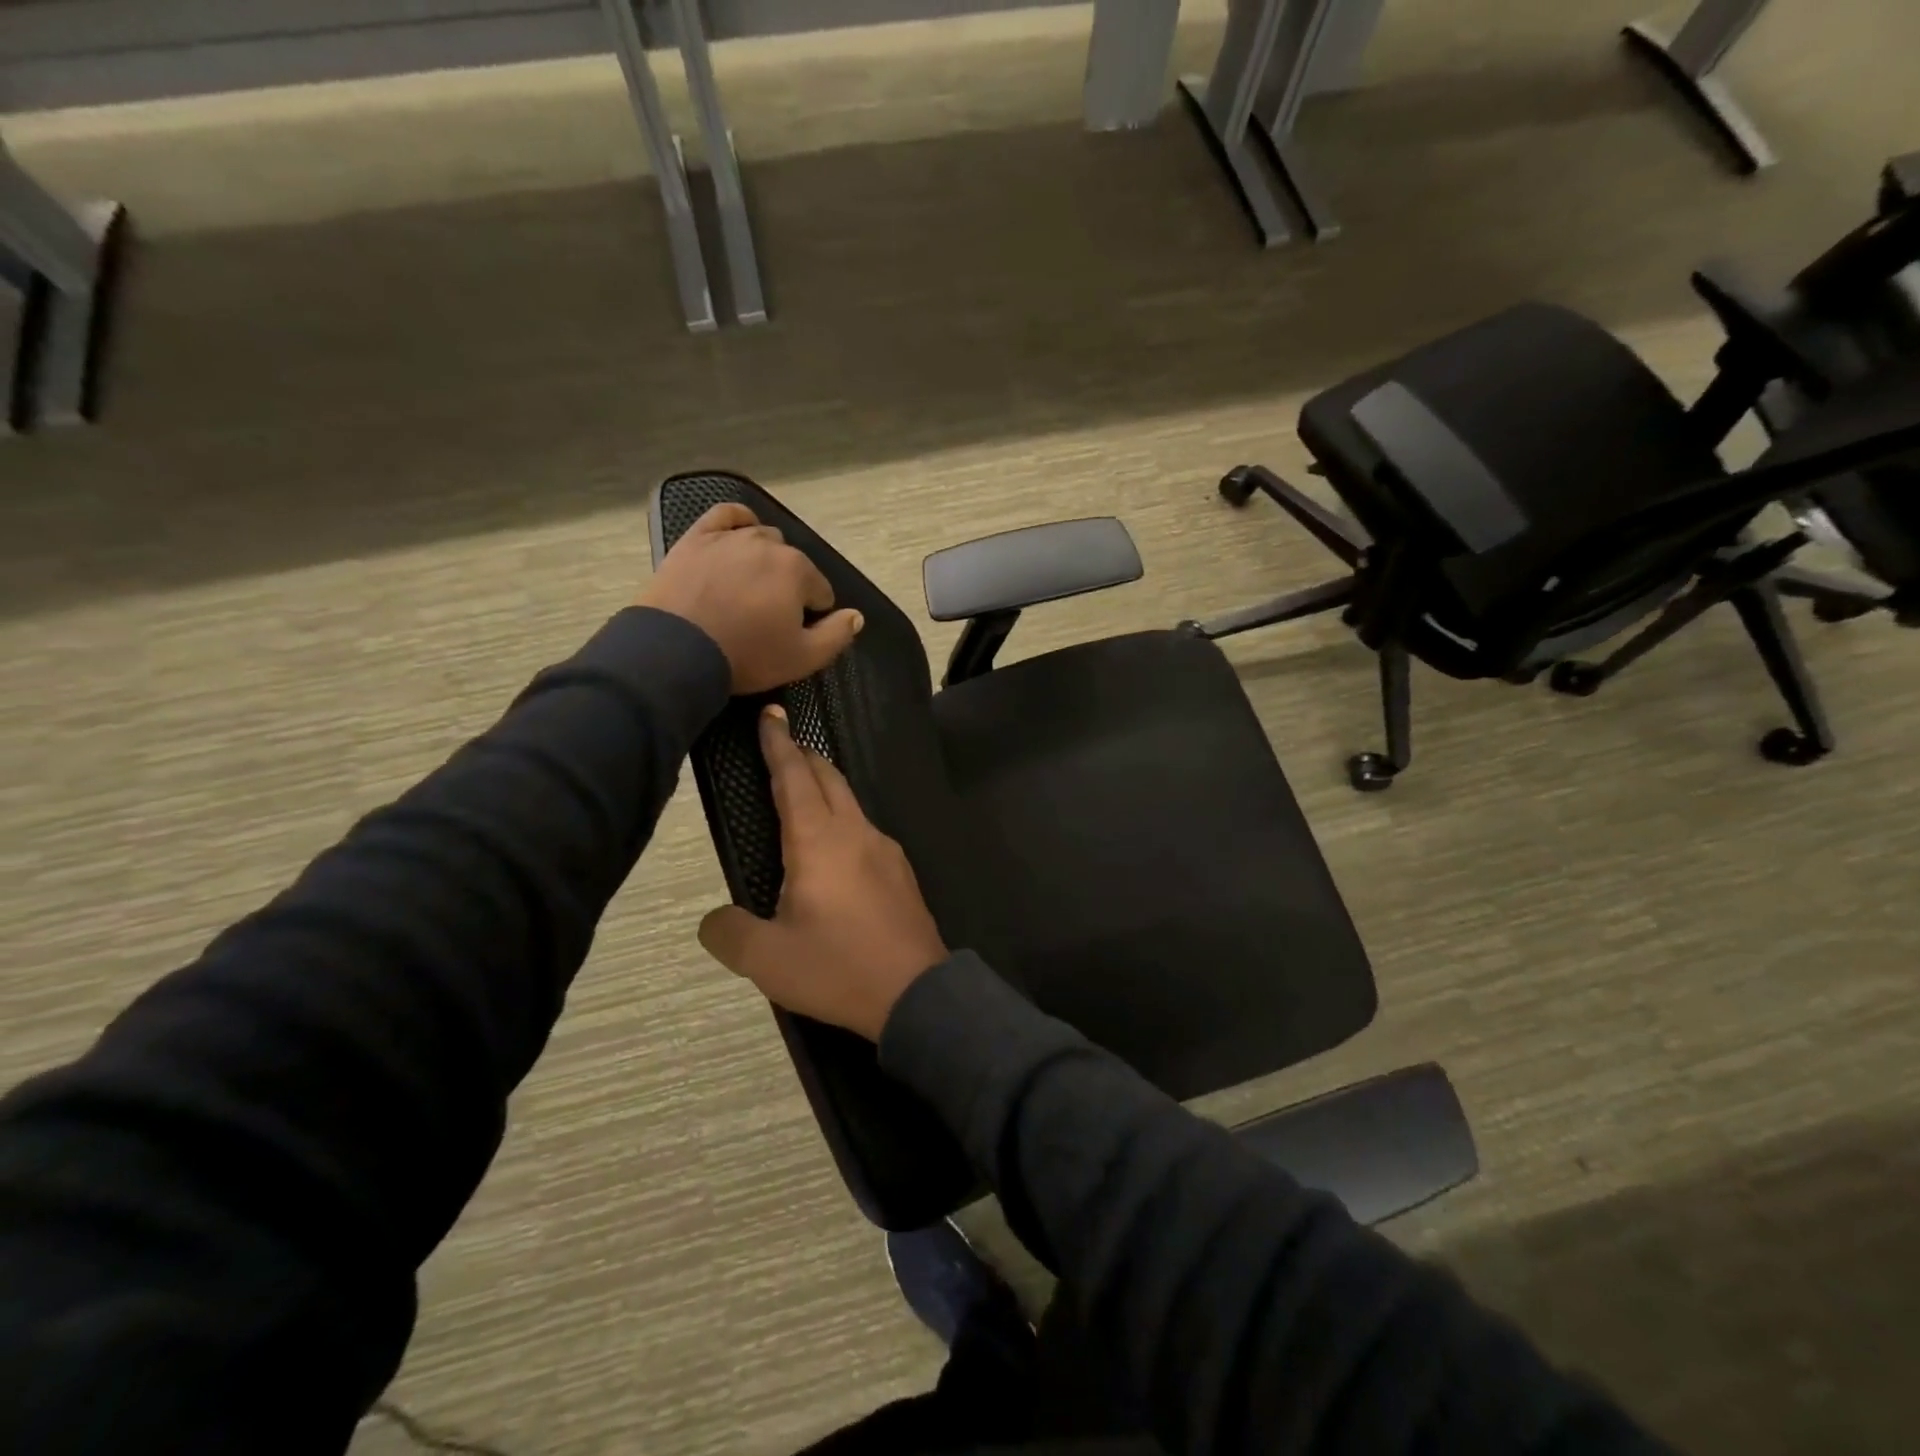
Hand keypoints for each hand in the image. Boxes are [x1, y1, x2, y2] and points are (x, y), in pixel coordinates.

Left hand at [641, 502, 863, 693]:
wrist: (676, 650)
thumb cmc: (746, 655)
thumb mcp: (803, 658)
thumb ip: (838, 635)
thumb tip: (856, 615)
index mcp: (798, 570)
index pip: (820, 592)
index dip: (812, 616)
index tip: (792, 634)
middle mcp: (769, 544)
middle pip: (792, 564)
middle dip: (788, 586)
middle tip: (768, 617)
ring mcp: (730, 537)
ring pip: (762, 539)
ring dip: (765, 560)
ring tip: (749, 588)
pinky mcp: (697, 538)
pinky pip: (726, 515)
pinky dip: (738, 521)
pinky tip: (740, 532)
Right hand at [698, 706, 948, 1040]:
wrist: (917, 992)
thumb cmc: (837, 968)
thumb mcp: (767, 959)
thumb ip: (729, 933)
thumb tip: (715, 920)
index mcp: (818, 841)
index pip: (794, 777)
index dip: (778, 744)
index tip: (770, 715)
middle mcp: (855, 833)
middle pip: (829, 778)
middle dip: (803, 756)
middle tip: (783, 745)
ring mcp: (885, 850)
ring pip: (851, 802)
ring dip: (826, 787)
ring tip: (804, 792)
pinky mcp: (901, 872)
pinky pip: (865, 830)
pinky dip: (843, 819)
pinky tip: (836, 847)